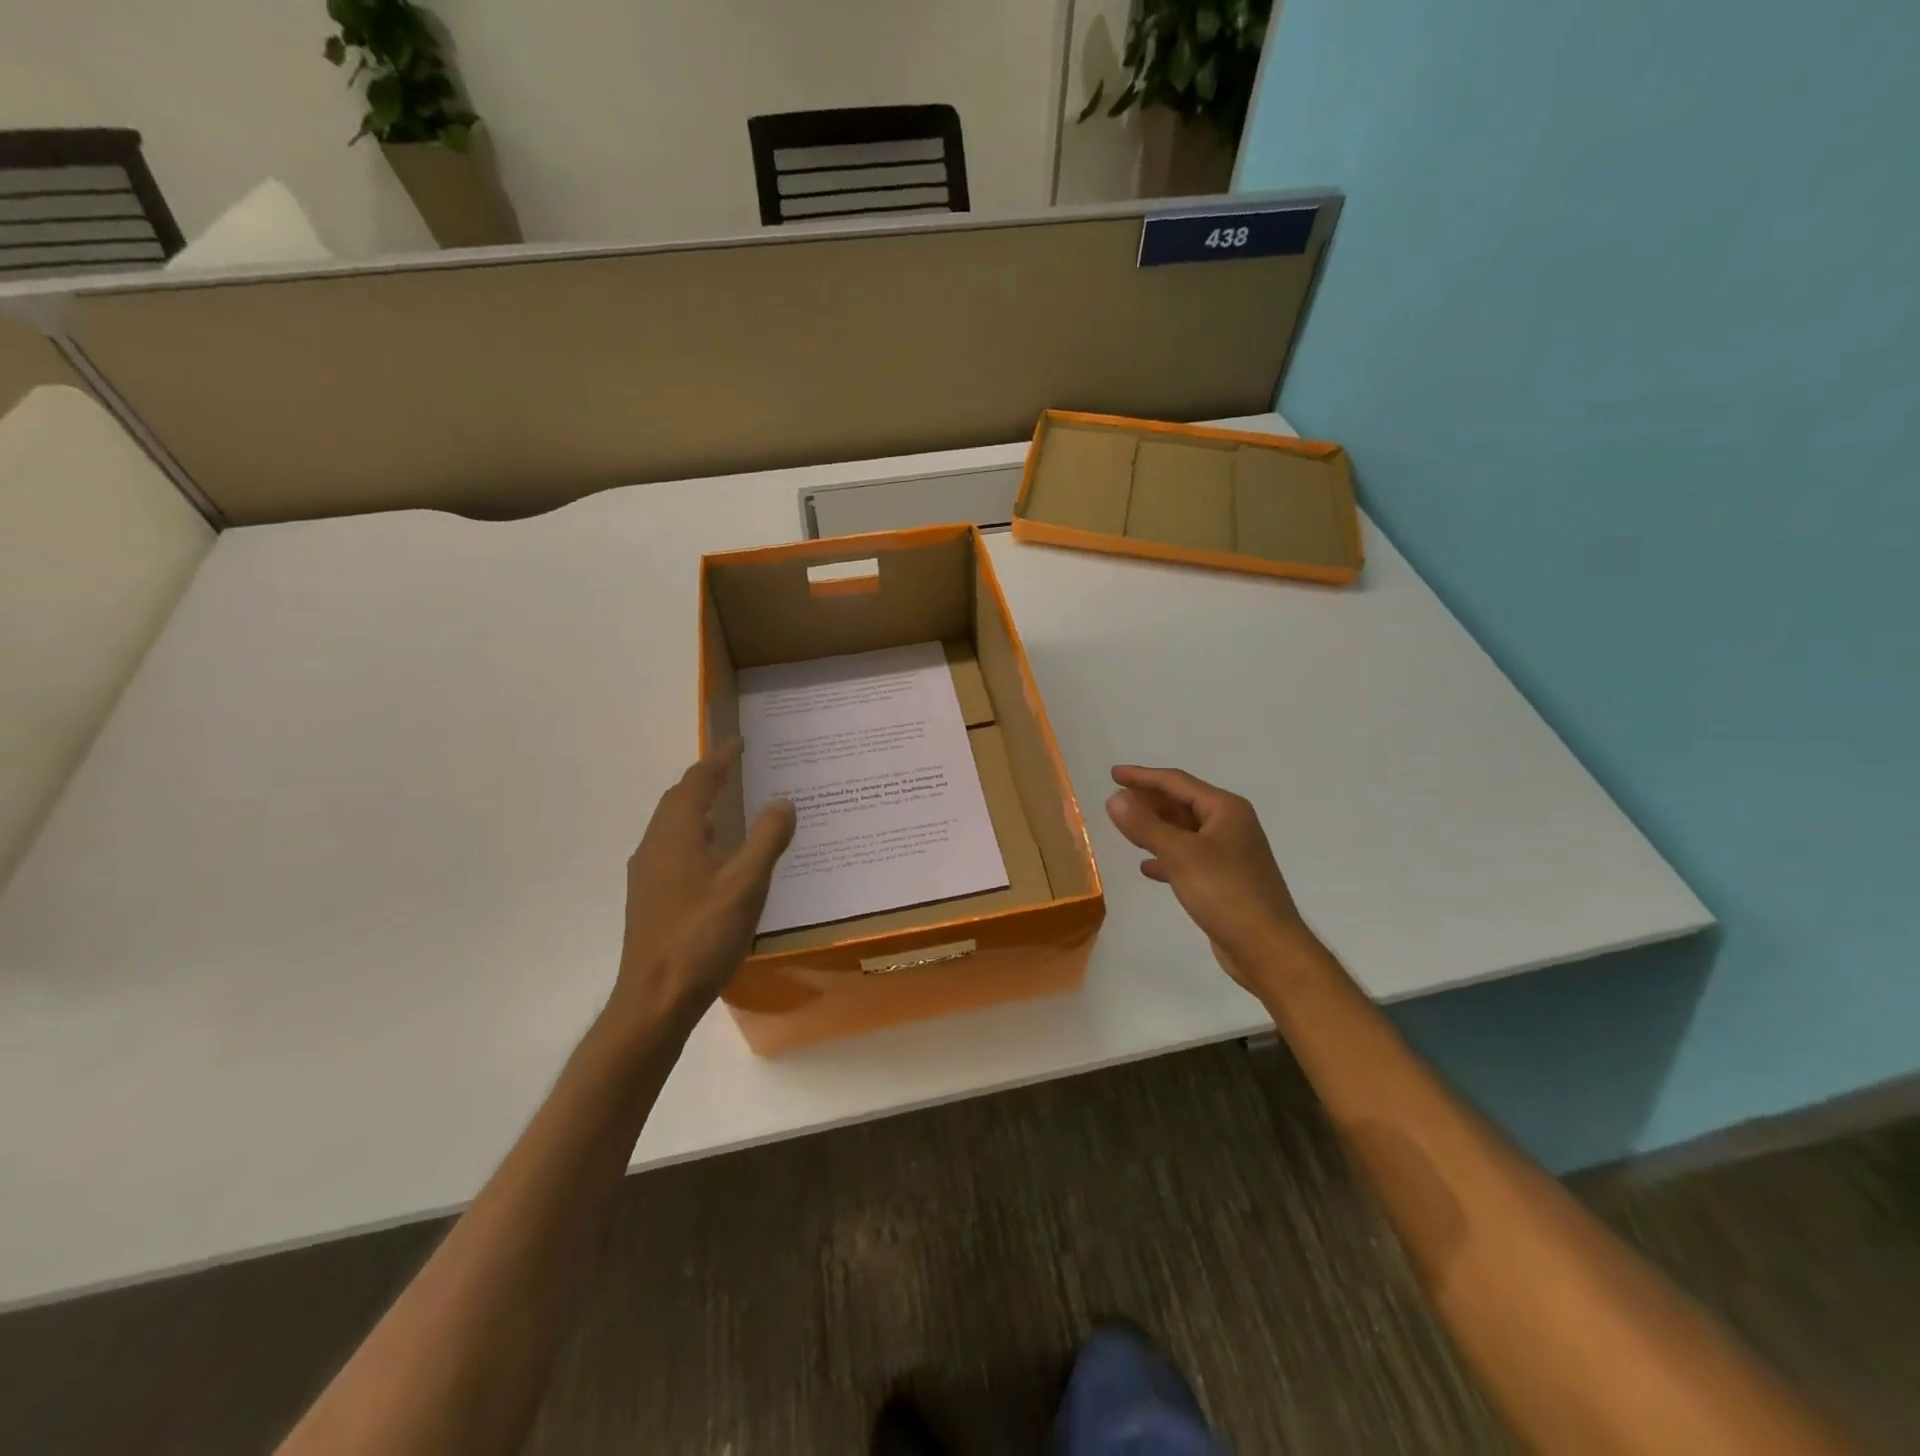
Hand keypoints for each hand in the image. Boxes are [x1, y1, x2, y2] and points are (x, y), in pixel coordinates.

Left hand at [609, 741, 795, 1033]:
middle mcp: (655, 846)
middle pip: (678, 799)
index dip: (719, 759)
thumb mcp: (746, 886)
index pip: (697, 782)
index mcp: (676, 835)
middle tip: (737, 768)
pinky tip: (715, 856)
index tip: (740, 741)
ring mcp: (648, 874)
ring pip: (672, 825)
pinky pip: (673, 847)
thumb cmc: (701, 937)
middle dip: (706, 779)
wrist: (654, 1000)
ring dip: (698, 806)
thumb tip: (783, 802)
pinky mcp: (650, 898)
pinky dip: (695, 833)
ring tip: (729, 804)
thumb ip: (766, 840)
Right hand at [1105, 765, 1318, 992]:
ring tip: (1125, 827)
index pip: (1176, 782)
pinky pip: (1188, 858)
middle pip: (1182, 803)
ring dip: (1155, 827)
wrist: (1267, 949)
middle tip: (1116, 799)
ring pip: (1184, 831)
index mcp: (1225, 809)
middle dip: (1149, 800)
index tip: (1113, 774)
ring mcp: (1229, 854)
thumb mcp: (1180, 855)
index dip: (1142, 777)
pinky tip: (1147, 866)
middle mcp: (1230, 825)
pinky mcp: (1224, 881)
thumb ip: (1145, 825)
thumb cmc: (1226, 893)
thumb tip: (1114, 797)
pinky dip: (1166, 857)